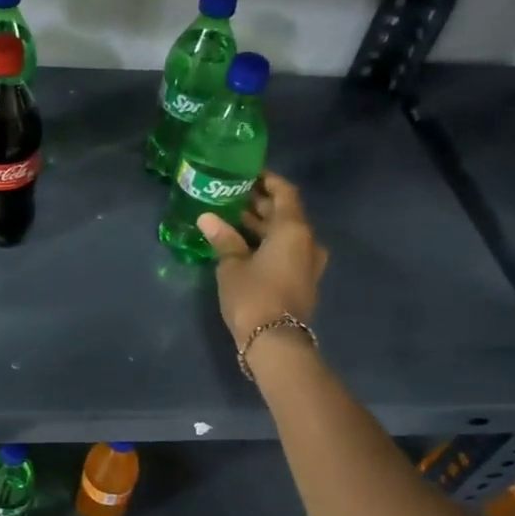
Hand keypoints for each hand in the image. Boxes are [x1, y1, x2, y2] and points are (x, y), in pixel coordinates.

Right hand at [197, 171, 328, 342]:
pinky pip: (286, 252)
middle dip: (261, 204)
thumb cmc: (253, 295)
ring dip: (263, 226)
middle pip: (286, 214)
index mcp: (294, 230)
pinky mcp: (301, 281)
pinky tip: (243, 245)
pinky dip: (268, 244)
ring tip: (232, 219)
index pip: (285, 193)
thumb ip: (223, 238)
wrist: (275, 342)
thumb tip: (207, 217)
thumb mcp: (232, 265)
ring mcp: (307, 264)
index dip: (268, 181)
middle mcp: (307, 242)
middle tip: (233, 196)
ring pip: (285, 235)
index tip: (249, 174)